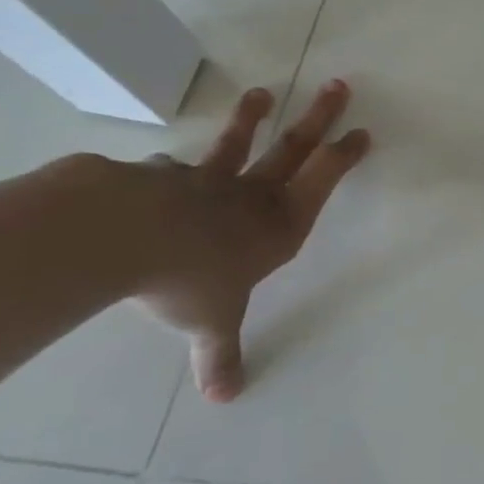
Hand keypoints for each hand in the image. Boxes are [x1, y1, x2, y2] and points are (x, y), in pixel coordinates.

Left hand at [131, 80, 370, 400]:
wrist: (122, 236)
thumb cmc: (188, 279)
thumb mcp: (210, 324)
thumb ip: (219, 355)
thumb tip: (226, 398)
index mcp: (277, 226)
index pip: (322, 183)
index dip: (343, 157)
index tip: (361, 132)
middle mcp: (249, 196)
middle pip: (292, 149)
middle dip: (318, 118)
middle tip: (337, 86)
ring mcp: (204, 180)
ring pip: (234, 145)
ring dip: (251, 119)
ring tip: (261, 93)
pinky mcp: (157, 177)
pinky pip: (171, 169)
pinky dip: (171, 168)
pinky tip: (161, 166)